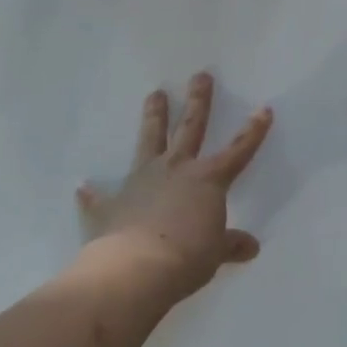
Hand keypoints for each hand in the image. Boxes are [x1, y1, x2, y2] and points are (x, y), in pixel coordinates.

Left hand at [76, 73, 271, 302]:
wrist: (135, 270)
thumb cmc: (187, 258)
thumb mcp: (215, 254)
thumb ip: (230, 245)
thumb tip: (251, 247)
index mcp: (207, 180)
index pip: (238, 151)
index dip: (253, 131)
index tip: (264, 109)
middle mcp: (176, 170)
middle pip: (190, 128)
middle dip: (198, 101)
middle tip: (200, 76)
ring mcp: (141, 182)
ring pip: (150, 141)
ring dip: (153, 118)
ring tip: (154, 94)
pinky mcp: (111, 204)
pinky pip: (100, 197)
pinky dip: (93, 194)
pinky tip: (83, 187)